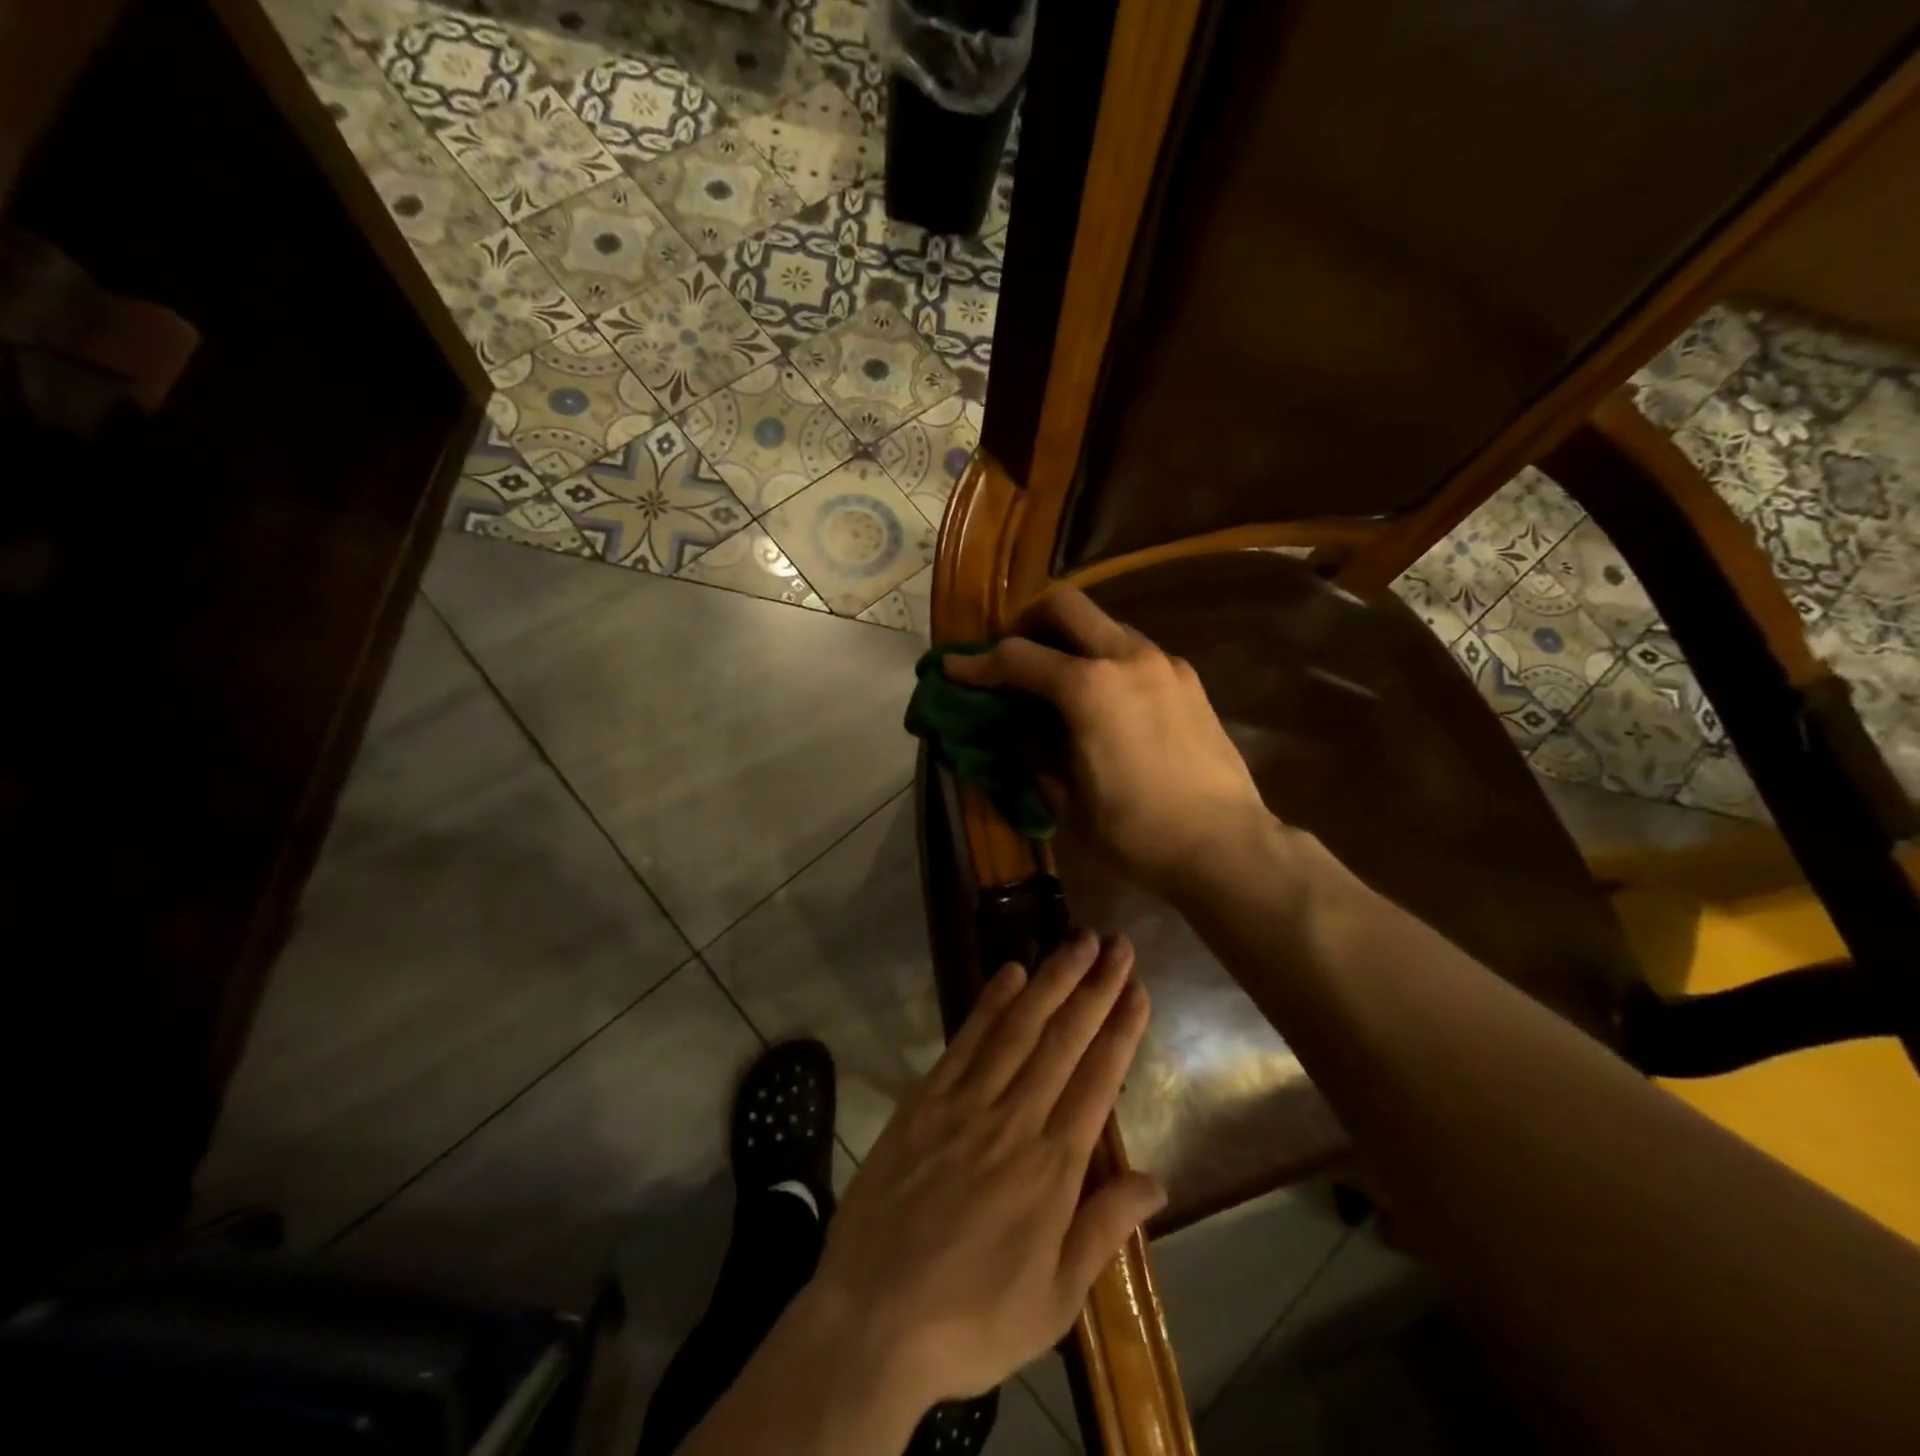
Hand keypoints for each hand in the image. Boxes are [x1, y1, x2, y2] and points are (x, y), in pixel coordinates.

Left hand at [808, 932, 1162, 1409]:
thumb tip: (1156, 1181)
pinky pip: (965, 1040)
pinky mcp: (925, 1100)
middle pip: (1063, 1040)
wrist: (872, 1320)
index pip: (1098, 1081)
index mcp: (1052, 1168)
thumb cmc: (971, 1320)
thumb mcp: (1054, 1301)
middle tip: (1116, 944)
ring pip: (1019, 1028)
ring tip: (1076, 941)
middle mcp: (1014, 1120)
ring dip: (1050, 980)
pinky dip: (991, 1003)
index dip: (1120, 1030)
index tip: (1136, 988)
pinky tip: (1010, 973)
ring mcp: (965, 1104)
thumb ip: (1103, 1229)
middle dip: (1094, 987)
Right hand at [945, 589, 1271, 896]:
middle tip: (1013, 652)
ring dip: (1072, 638)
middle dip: (1028, 621)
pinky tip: (1105, 698)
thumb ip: (1035, 752)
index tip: (953, 668)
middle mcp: (1126, 658)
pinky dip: (1106, 658)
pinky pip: (1135, 650)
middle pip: (1065, 605)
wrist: (1224, 845)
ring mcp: (1163, 663)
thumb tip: (1020, 729)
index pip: (1017, 658)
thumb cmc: (1136, 832)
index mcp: (1088, 688)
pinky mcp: (1188, 679)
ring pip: (1105, 623)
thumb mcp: (1067, 800)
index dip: (976, 663)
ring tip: (1058, 677)